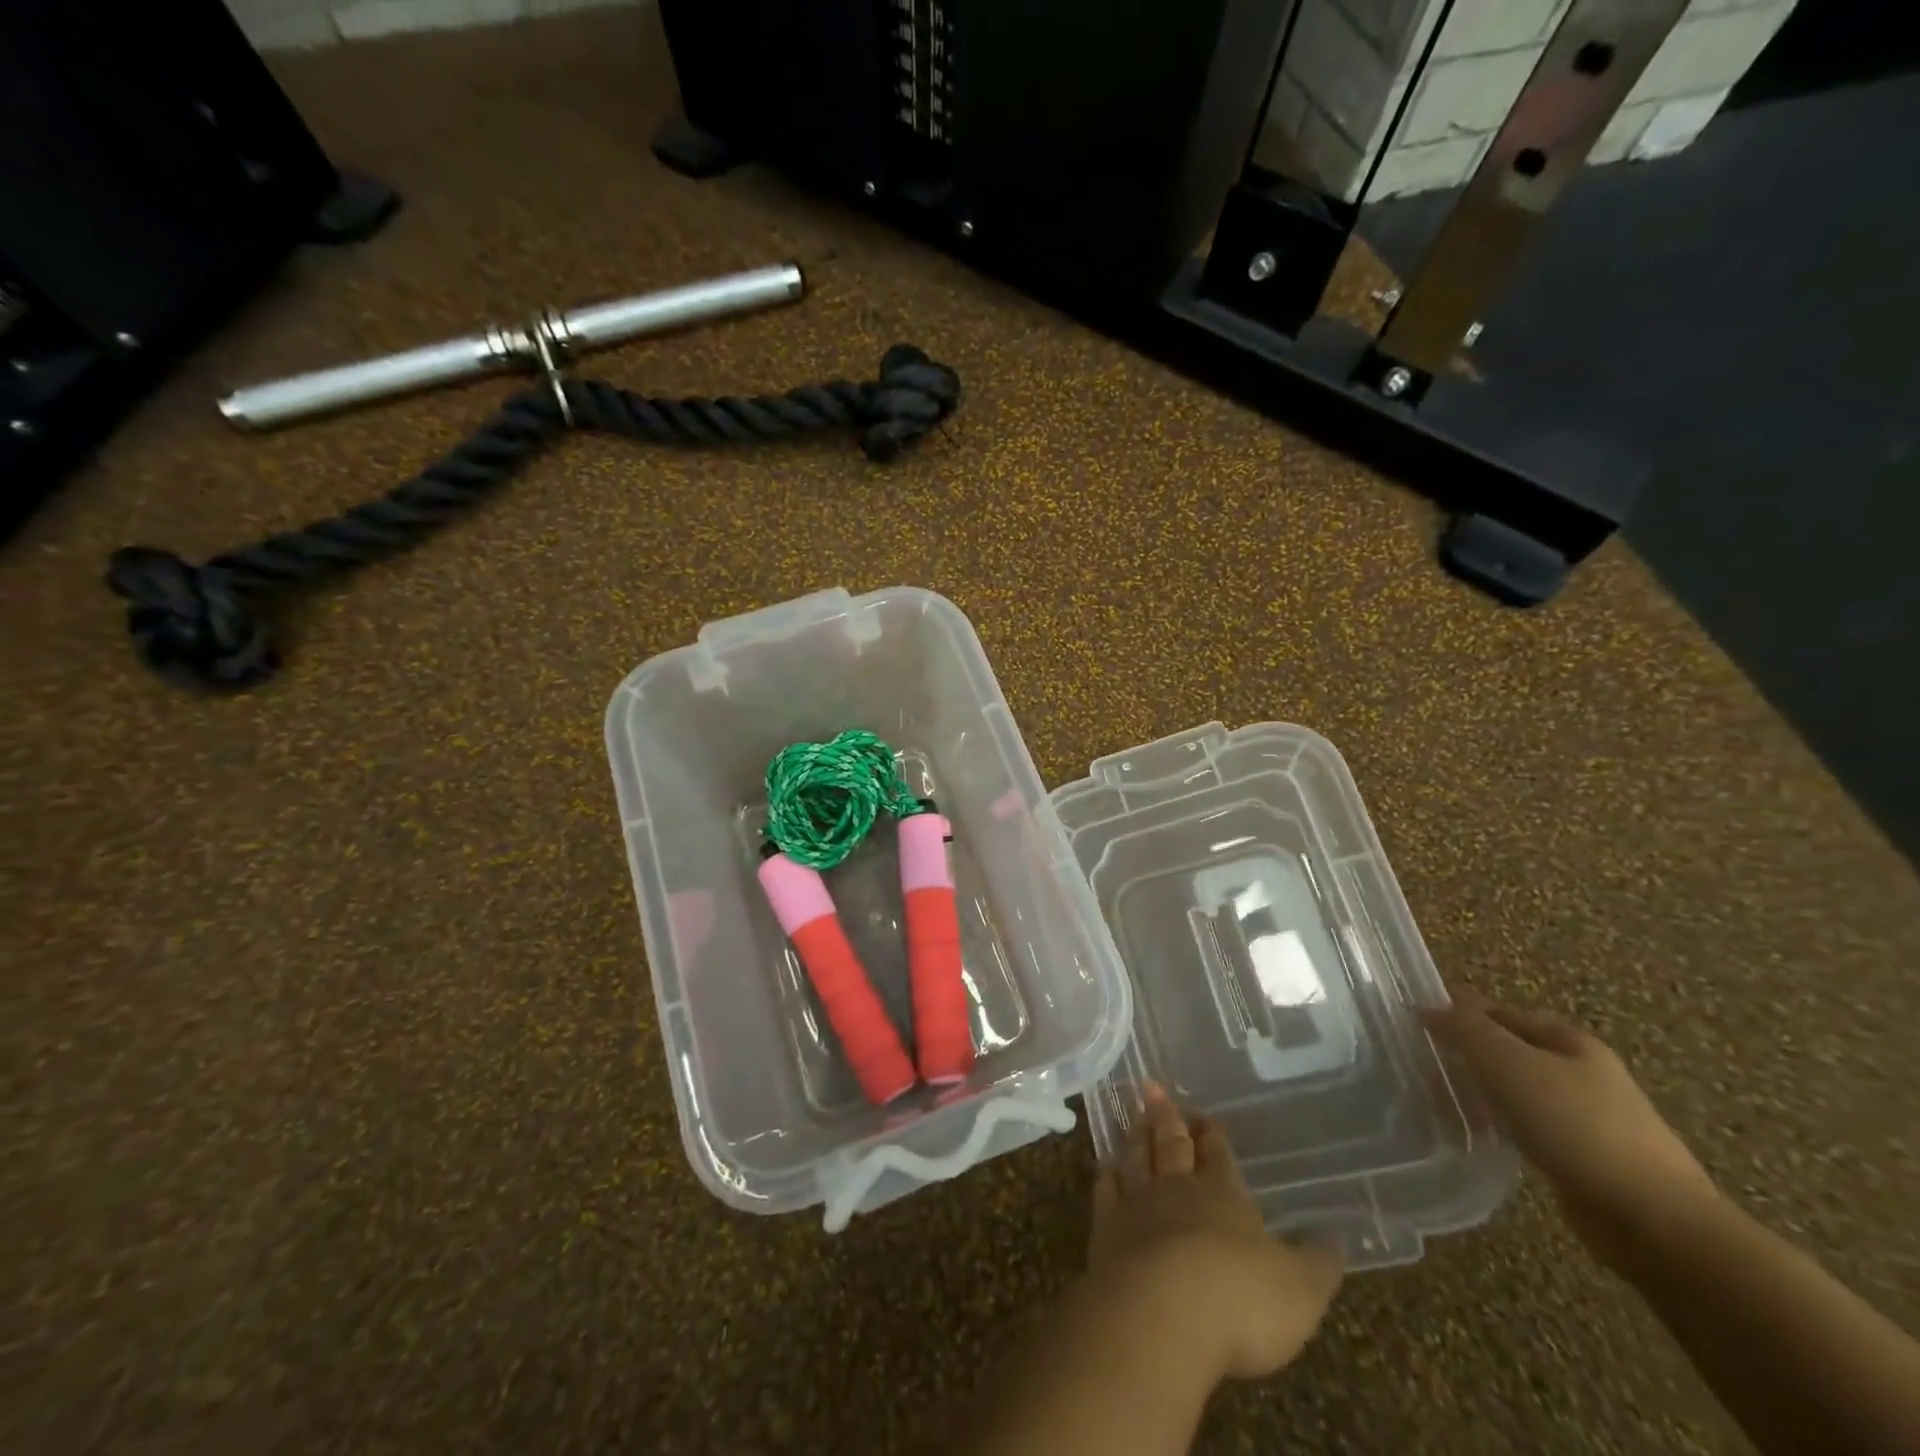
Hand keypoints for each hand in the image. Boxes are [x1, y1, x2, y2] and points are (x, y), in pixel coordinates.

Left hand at [1088, 1083, 1341, 1379]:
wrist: (1164, 1311)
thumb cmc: (1240, 1298)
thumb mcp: (1300, 1289)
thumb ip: (1317, 1263)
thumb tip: (1336, 1238)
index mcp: (1223, 1196)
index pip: (1218, 1156)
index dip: (1213, 1135)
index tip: (1205, 1115)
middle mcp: (1178, 1190)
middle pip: (1171, 1144)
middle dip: (1167, 1116)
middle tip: (1153, 1087)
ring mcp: (1137, 1205)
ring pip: (1136, 1158)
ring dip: (1136, 1135)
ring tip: (1134, 1115)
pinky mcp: (1106, 1230)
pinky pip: (1105, 1191)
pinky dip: (1106, 1174)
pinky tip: (1105, 1166)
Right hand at [1421, 988, 1720, 1270]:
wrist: (1654, 1221)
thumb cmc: (1575, 1125)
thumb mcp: (1507, 1062)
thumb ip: (1465, 1030)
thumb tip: (1427, 1009)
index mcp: (1570, 1040)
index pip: (1499, 1012)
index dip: (1458, 1014)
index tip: (1416, 1027)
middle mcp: (1584, 1073)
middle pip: (1510, 1051)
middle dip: (1469, 1054)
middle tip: (1423, 1064)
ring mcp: (1591, 1119)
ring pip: (1519, 1092)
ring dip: (1483, 1092)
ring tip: (1443, 1101)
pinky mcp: (1588, 1161)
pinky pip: (1530, 1129)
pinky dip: (1502, 1126)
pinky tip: (1483, 1138)